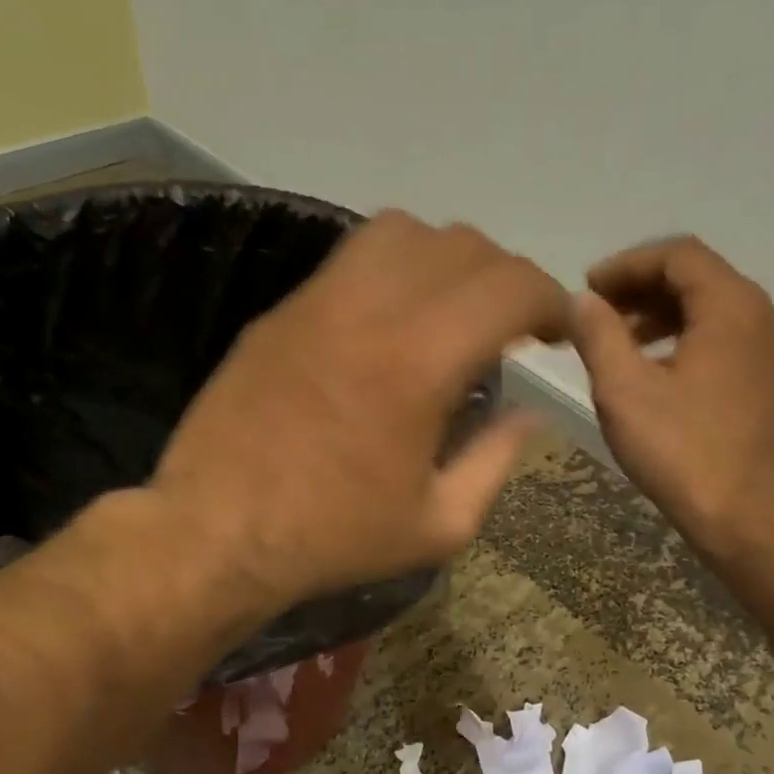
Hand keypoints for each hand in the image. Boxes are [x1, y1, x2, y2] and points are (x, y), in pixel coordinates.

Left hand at [149, 211, 568, 605]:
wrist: (217, 532)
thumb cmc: (334, 539)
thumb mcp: (437, 525)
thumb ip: (494, 462)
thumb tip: (529, 416)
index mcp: (419, 362)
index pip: (508, 287)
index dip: (549, 301)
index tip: (556, 333)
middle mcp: (370, 308)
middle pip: (460, 245)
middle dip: (504, 279)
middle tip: (509, 330)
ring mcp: (316, 302)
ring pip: (400, 233)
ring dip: (445, 262)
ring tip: (448, 314)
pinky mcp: (279, 313)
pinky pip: (349, 261)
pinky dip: (390, 274)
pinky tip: (388, 327)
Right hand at [573, 236, 773, 548]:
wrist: (736, 508)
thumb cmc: (677, 447)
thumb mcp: (623, 388)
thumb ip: (598, 334)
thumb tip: (581, 301)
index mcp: (731, 305)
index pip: (678, 256)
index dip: (627, 265)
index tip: (587, 288)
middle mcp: (761, 312)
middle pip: (696, 277)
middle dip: (641, 288)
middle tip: (596, 313)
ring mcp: (770, 345)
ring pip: (709, 306)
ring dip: (659, 313)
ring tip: (616, 339)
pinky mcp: (766, 374)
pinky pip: (722, 334)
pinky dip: (683, 336)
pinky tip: (650, 364)